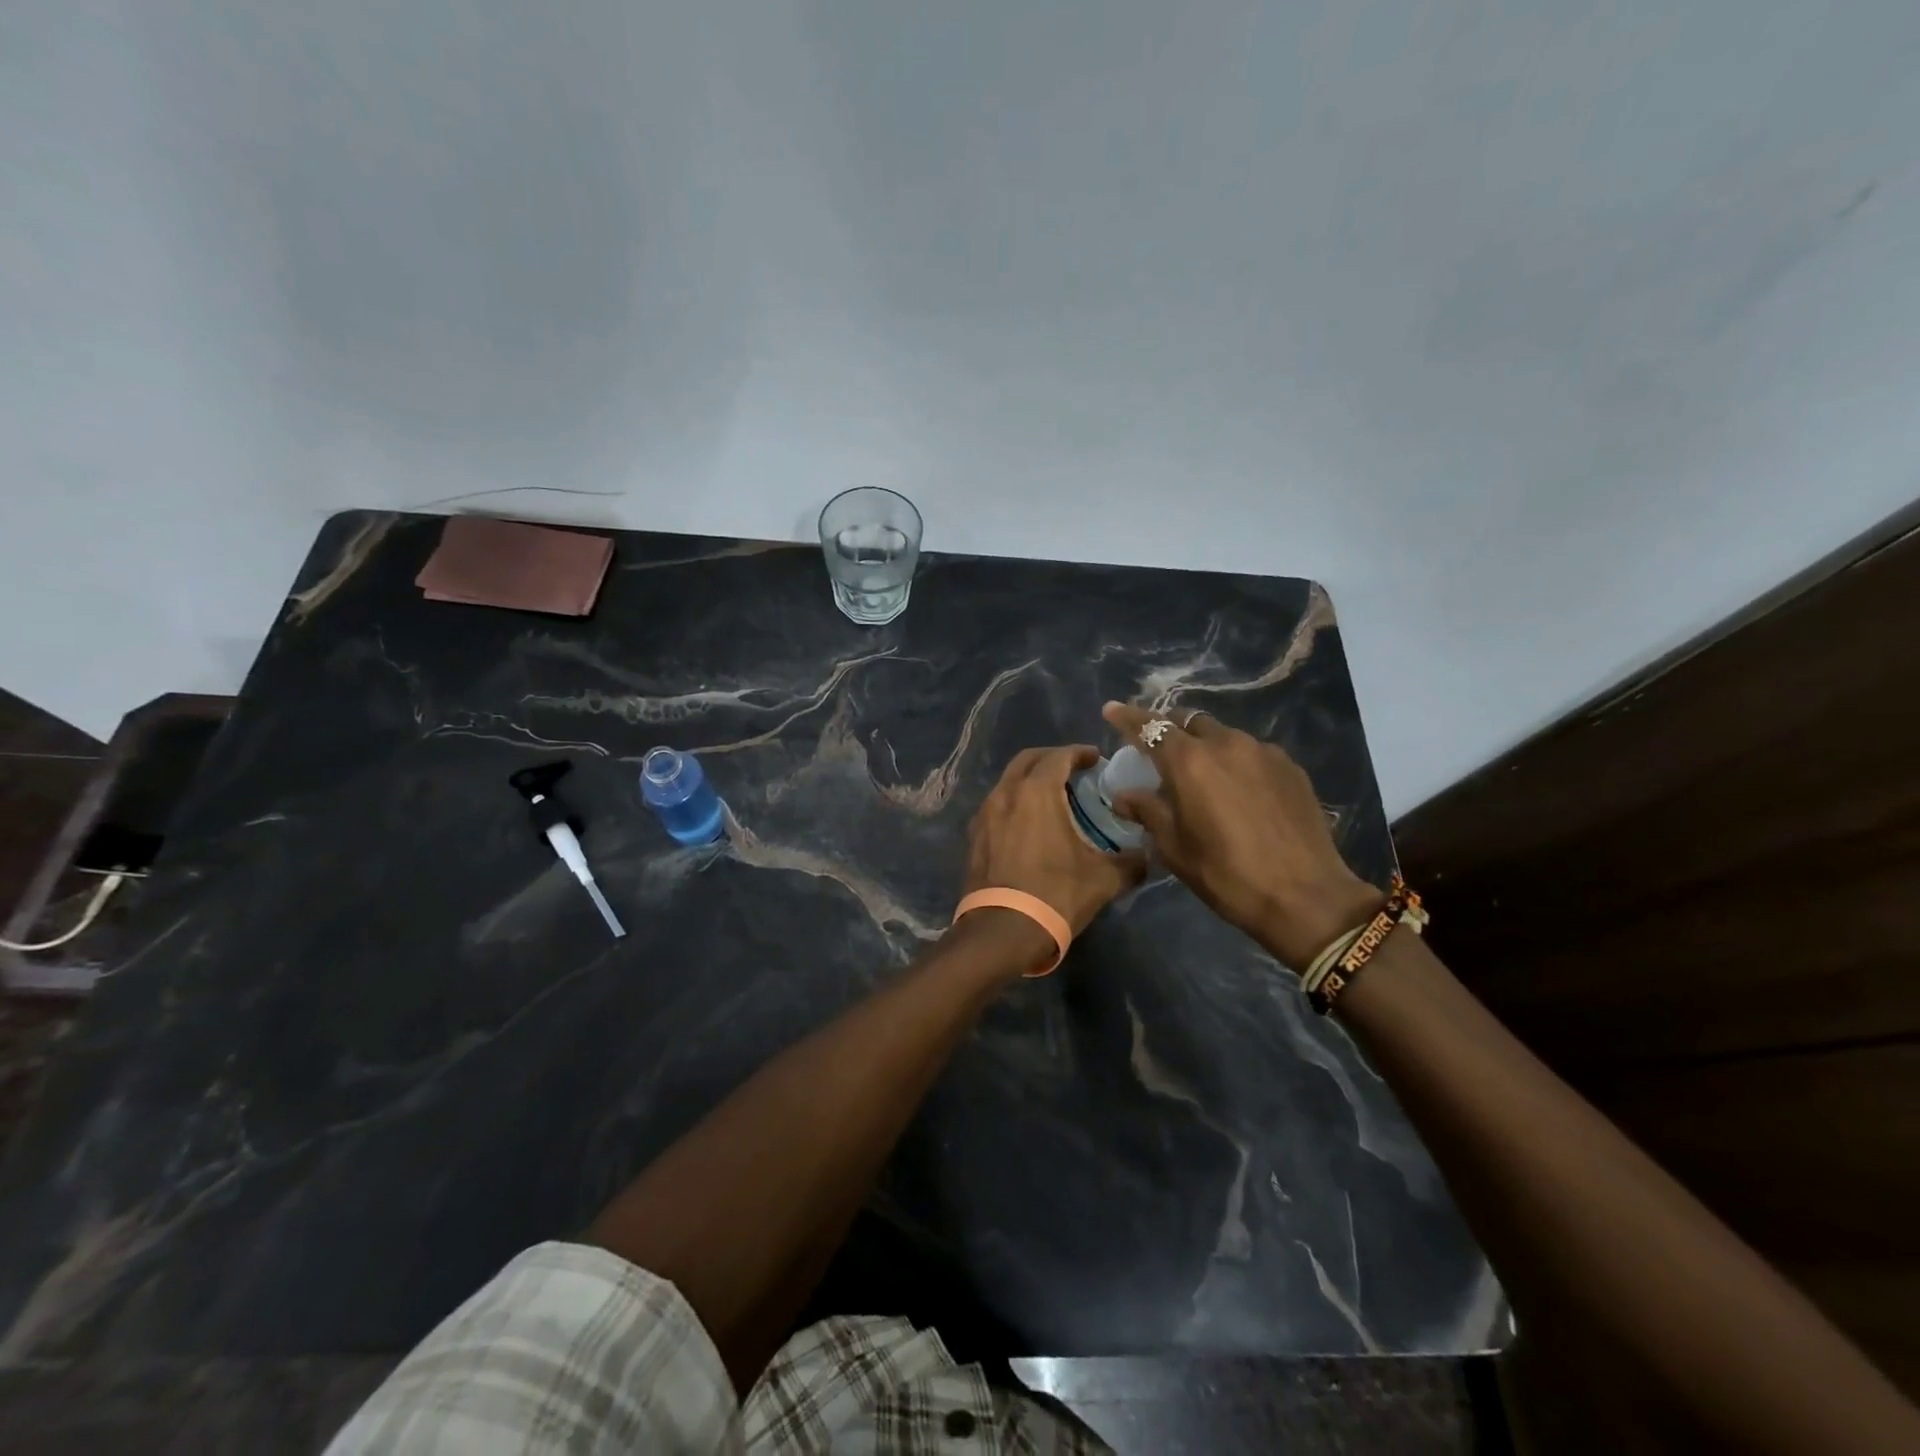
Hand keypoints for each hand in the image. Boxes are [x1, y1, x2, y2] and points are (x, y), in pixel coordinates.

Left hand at [964, 746, 1147, 937]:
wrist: (1002, 930)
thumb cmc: (1056, 895)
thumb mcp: (1104, 879)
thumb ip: (1131, 861)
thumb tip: (1145, 855)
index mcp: (1037, 792)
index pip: (1059, 756)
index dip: (1079, 753)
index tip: (1095, 759)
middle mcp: (1006, 793)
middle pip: (1028, 760)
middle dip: (1052, 759)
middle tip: (1074, 771)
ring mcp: (985, 813)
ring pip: (1009, 781)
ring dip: (1030, 780)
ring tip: (1054, 796)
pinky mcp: (974, 835)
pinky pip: (997, 804)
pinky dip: (1015, 801)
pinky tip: (1030, 823)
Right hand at [1101, 703, 1381, 968]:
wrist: (1307, 897)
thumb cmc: (1227, 875)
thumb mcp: (1175, 848)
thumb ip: (1148, 811)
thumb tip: (1125, 795)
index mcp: (1189, 761)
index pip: (1149, 726)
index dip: (1127, 717)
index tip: (1110, 710)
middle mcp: (1226, 743)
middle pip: (1189, 721)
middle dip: (1169, 729)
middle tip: (1159, 751)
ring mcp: (1263, 752)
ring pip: (1223, 734)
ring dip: (1205, 745)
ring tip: (1202, 774)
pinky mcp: (1291, 767)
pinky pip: (1252, 752)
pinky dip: (1235, 760)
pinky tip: (1238, 789)